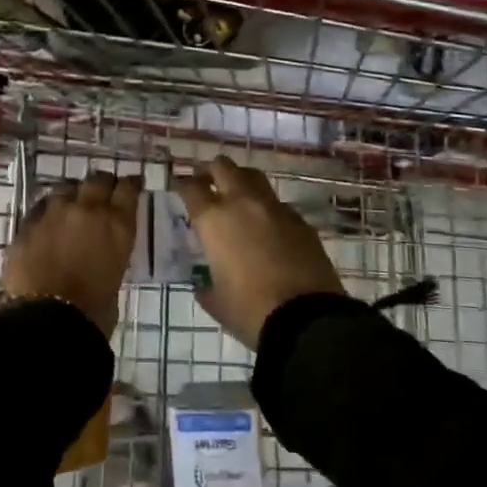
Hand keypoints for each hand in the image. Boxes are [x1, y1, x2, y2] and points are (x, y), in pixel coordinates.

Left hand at [0, 171, 140, 336]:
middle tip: (102, 192)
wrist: (49, 320)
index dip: (130, 185)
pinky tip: (47, 221)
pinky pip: (40, 207)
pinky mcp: (28, 223)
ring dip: (72, 194)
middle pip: (97, 180)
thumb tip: (101, 252)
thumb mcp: (116, 275)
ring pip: (66, 187)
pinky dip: (47, 211)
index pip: (128, 189)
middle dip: (102, 184)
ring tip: (72, 204)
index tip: (131, 185)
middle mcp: (88, 209)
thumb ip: (111, 253)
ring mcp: (55, 213)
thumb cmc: (94, 310)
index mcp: (117, 224)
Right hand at [174, 157, 343, 348]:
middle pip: (223, 167)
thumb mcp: (216, 302)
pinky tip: (267, 223)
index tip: (179, 186)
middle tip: (206, 181)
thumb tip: (204, 284)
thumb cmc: (250, 311)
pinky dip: (266, 206)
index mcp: (214, 220)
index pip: (191, 188)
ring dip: (240, 179)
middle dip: (211, 170)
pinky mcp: (301, 220)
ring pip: (253, 176)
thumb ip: (205, 286)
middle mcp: (242, 203)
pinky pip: (278, 203)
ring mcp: (275, 208)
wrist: (306, 319)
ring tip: (235, 192)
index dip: (182, 184)